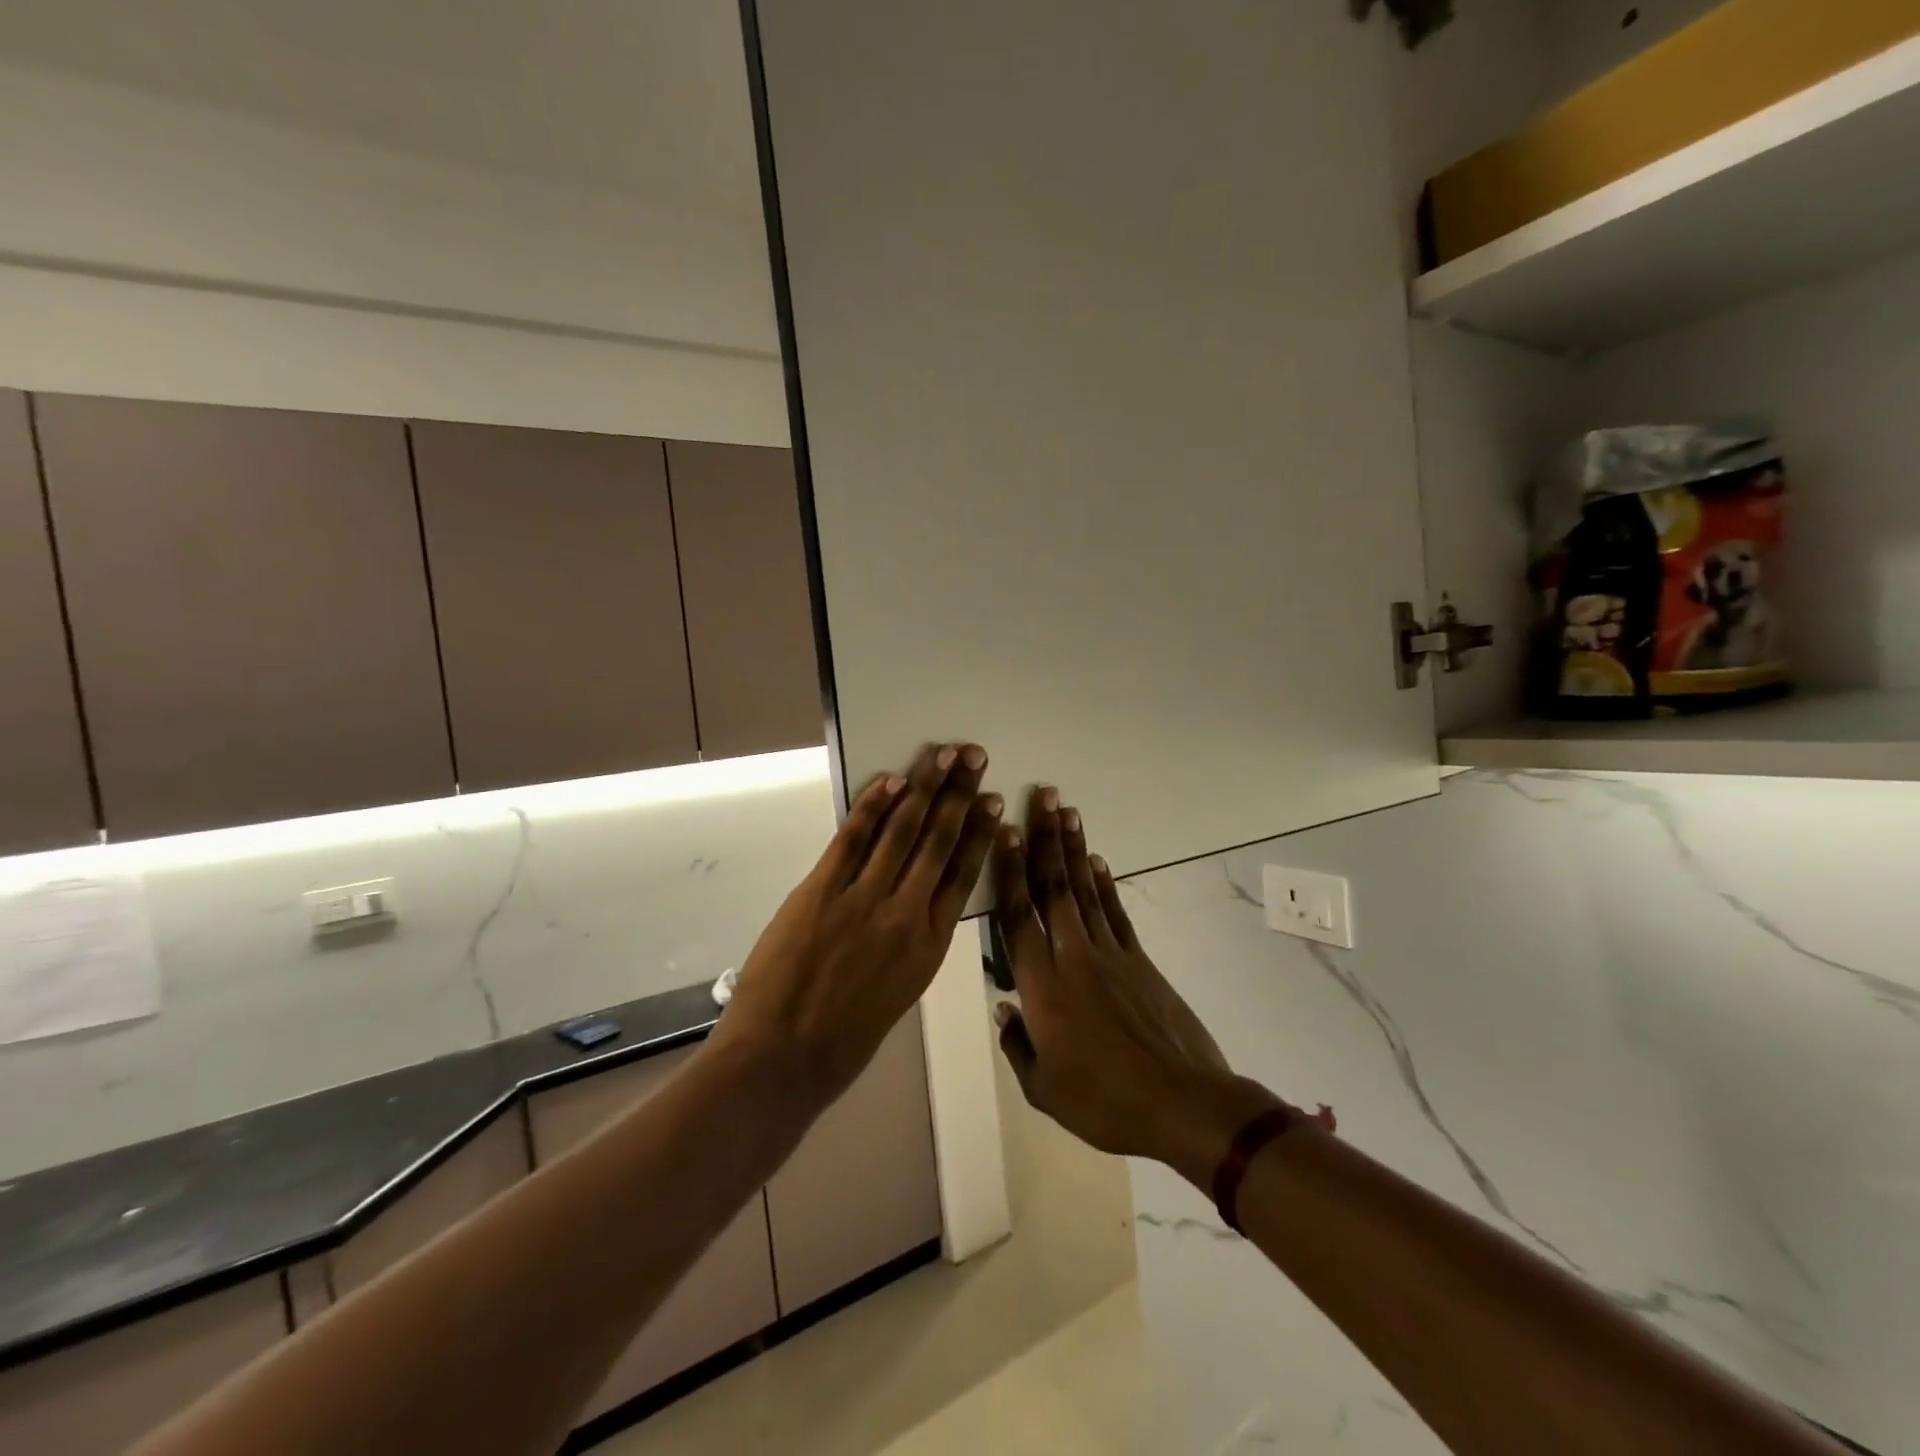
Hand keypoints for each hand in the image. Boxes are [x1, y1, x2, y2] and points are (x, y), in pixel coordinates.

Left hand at [713, 742, 1000, 1103]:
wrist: (783, 1061)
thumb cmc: (843, 1041)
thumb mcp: (898, 993)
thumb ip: (910, 943)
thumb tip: (914, 900)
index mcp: (930, 946)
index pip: (964, 875)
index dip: (979, 832)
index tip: (992, 800)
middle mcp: (906, 914)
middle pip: (939, 841)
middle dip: (958, 794)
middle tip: (974, 756)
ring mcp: (864, 899)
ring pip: (903, 831)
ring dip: (924, 787)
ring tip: (943, 754)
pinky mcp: (822, 891)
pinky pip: (852, 838)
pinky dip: (872, 805)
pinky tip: (890, 779)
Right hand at [992, 788, 1282, 1181]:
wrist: (1183, 1105)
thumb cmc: (1105, 1103)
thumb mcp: (1044, 1091)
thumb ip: (1018, 1046)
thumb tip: (1005, 1009)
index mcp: (1042, 987)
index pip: (1018, 916)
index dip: (1009, 870)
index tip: (1004, 831)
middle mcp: (1073, 957)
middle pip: (1053, 888)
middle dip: (1045, 839)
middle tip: (1042, 797)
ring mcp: (1110, 955)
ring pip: (1084, 890)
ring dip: (1074, 849)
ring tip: (1066, 811)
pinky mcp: (1139, 961)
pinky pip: (1115, 913)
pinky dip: (1105, 884)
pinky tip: (1098, 860)